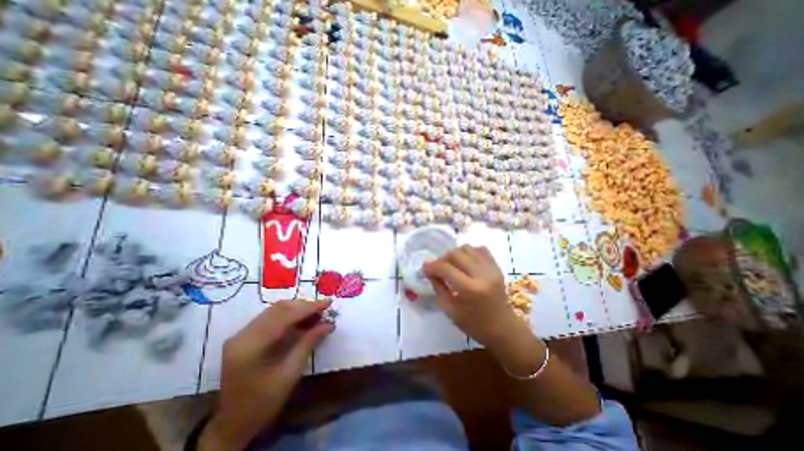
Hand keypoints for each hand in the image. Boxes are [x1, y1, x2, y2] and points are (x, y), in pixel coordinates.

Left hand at [199, 300, 334, 449]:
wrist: (232, 425)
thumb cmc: (263, 403)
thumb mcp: (290, 374)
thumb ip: (309, 343)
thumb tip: (328, 324)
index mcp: (251, 346)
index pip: (284, 316)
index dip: (309, 308)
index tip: (328, 303)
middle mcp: (242, 334)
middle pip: (278, 309)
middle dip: (304, 306)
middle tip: (324, 310)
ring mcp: (241, 334)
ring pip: (275, 310)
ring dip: (297, 309)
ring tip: (316, 315)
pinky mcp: (244, 336)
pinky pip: (270, 317)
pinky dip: (289, 315)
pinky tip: (302, 321)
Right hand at [423, 246, 525, 344]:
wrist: (503, 329)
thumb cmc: (474, 325)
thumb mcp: (450, 310)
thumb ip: (438, 287)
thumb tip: (429, 271)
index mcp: (470, 289)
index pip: (446, 268)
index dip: (432, 266)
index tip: (425, 268)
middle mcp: (482, 275)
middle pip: (456, 254)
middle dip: (442, 258)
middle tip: (438, 267)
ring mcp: (491, 269)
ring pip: (468, 248)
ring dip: (455, 254)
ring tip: (452, 264)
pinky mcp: (497, 267)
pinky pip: (480, 249)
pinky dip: (469, 252)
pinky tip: (465, 262)